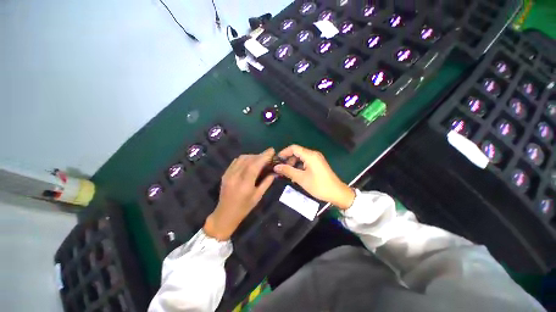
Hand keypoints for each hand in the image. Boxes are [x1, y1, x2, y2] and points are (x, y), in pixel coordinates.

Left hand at [203, 148, 275, 239]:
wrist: (225, 214)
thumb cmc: (244, 208)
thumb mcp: (258, 196)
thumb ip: (267, 182)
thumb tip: (275, 172)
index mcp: (245, 184)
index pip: (255, 165)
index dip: (264, 156)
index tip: (272, 150)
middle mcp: (235, 176)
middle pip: (249, 159)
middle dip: (260, 155)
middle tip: (268, 155)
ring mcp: (228, 174)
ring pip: (241, 158)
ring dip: (252, 156)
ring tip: (260, 158)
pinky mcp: (225, 173)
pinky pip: (236, 161)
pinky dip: (244, 158)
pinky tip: (250, 161)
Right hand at [274, 145, 354, 209]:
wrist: (337, 193)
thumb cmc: (318, 185)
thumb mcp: (301, 178)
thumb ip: (288, 171)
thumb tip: (276, 167)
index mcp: (310, 155)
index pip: (293, 148)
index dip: (284, 152)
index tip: (277, 160)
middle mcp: (313, 154)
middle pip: (297, 152)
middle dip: (288, 160)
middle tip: (282, 169)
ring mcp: (316, 159)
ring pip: (301, 158)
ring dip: (293, 164)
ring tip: (288, 174)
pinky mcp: (318, 164)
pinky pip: (306, 162)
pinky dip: (299, 167)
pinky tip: (296, 175)